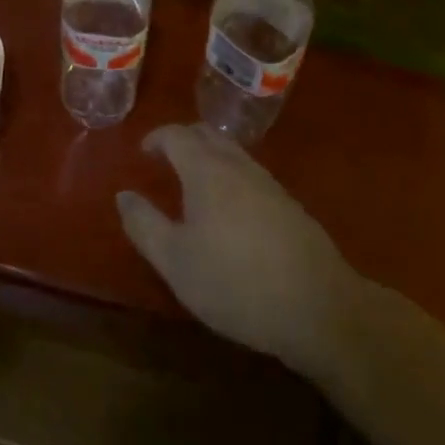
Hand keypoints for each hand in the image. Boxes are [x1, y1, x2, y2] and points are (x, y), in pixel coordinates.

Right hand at [117, 124, 362, 382]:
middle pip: (207, 134)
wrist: (322, 310)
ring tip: (195, 184)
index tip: (143, 153)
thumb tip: (123, 195)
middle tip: (166, 160)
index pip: (176, 134)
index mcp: (206, 170)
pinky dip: (232, 177)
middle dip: (183, 140)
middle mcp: (237, 165)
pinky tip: (232, 211)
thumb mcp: (176, 261)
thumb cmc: (236, 282)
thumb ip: (144, 225)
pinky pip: (251, 175)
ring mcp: (269, 184)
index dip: (156, 138)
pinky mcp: (291, 207)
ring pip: (232, 153)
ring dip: (209, 157)